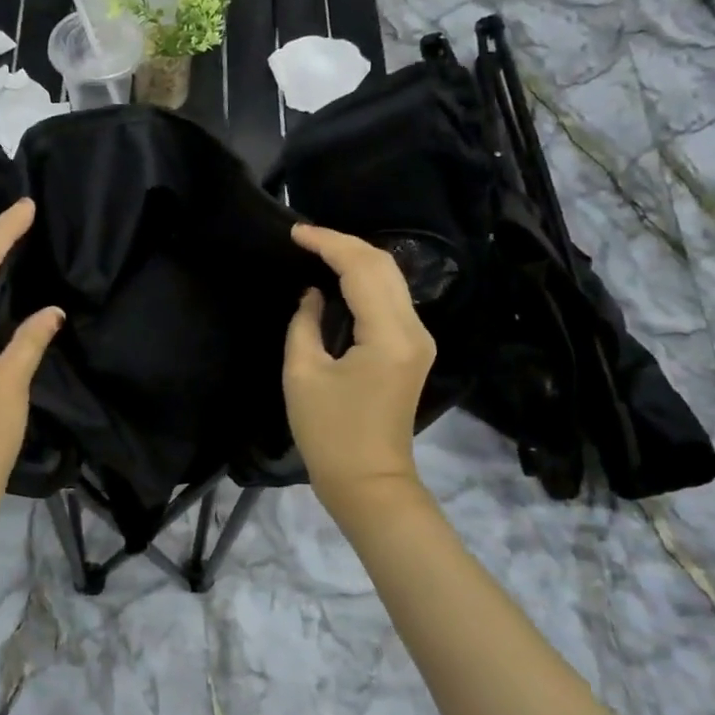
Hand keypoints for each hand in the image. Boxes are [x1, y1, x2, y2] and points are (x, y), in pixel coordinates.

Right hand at [283, 224, 436, 514]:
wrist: (368, 481)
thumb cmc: (328, 433)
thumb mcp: (303, 374)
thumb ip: (305, 323)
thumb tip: (314, 294)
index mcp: (388, 335)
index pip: (362, 269)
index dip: (329, 243)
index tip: (295, 232)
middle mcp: (414, 330)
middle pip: (385, 266)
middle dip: (345, 244)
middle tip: (305, 237)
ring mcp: (419, 340)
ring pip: (392, 280)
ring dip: (356, 260)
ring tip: (318, 251)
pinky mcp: (413, 351)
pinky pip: (391, 301)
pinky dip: (365, 282)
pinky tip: (339, 279)